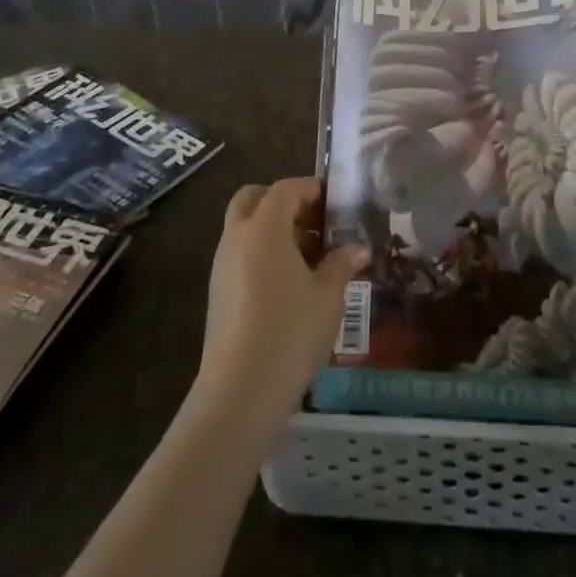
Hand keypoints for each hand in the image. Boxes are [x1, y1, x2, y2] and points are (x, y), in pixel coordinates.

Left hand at [195, 178, 368, 430]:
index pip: (285, 190)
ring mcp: (221, 265)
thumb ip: (342, 264)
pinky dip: (261, 253)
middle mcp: (237, 237)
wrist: (241, 387)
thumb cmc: (291, 330)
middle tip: (312, 221)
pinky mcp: (217, 292)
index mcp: (264, 227)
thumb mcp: (328, 296)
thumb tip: (359, 248)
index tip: (333, 200)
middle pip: (252, 199)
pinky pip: (239, 255)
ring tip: (308, 256)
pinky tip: (288, 283)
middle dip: (281, 201)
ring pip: (243, 227)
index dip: (310, 188)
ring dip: (271, 229)